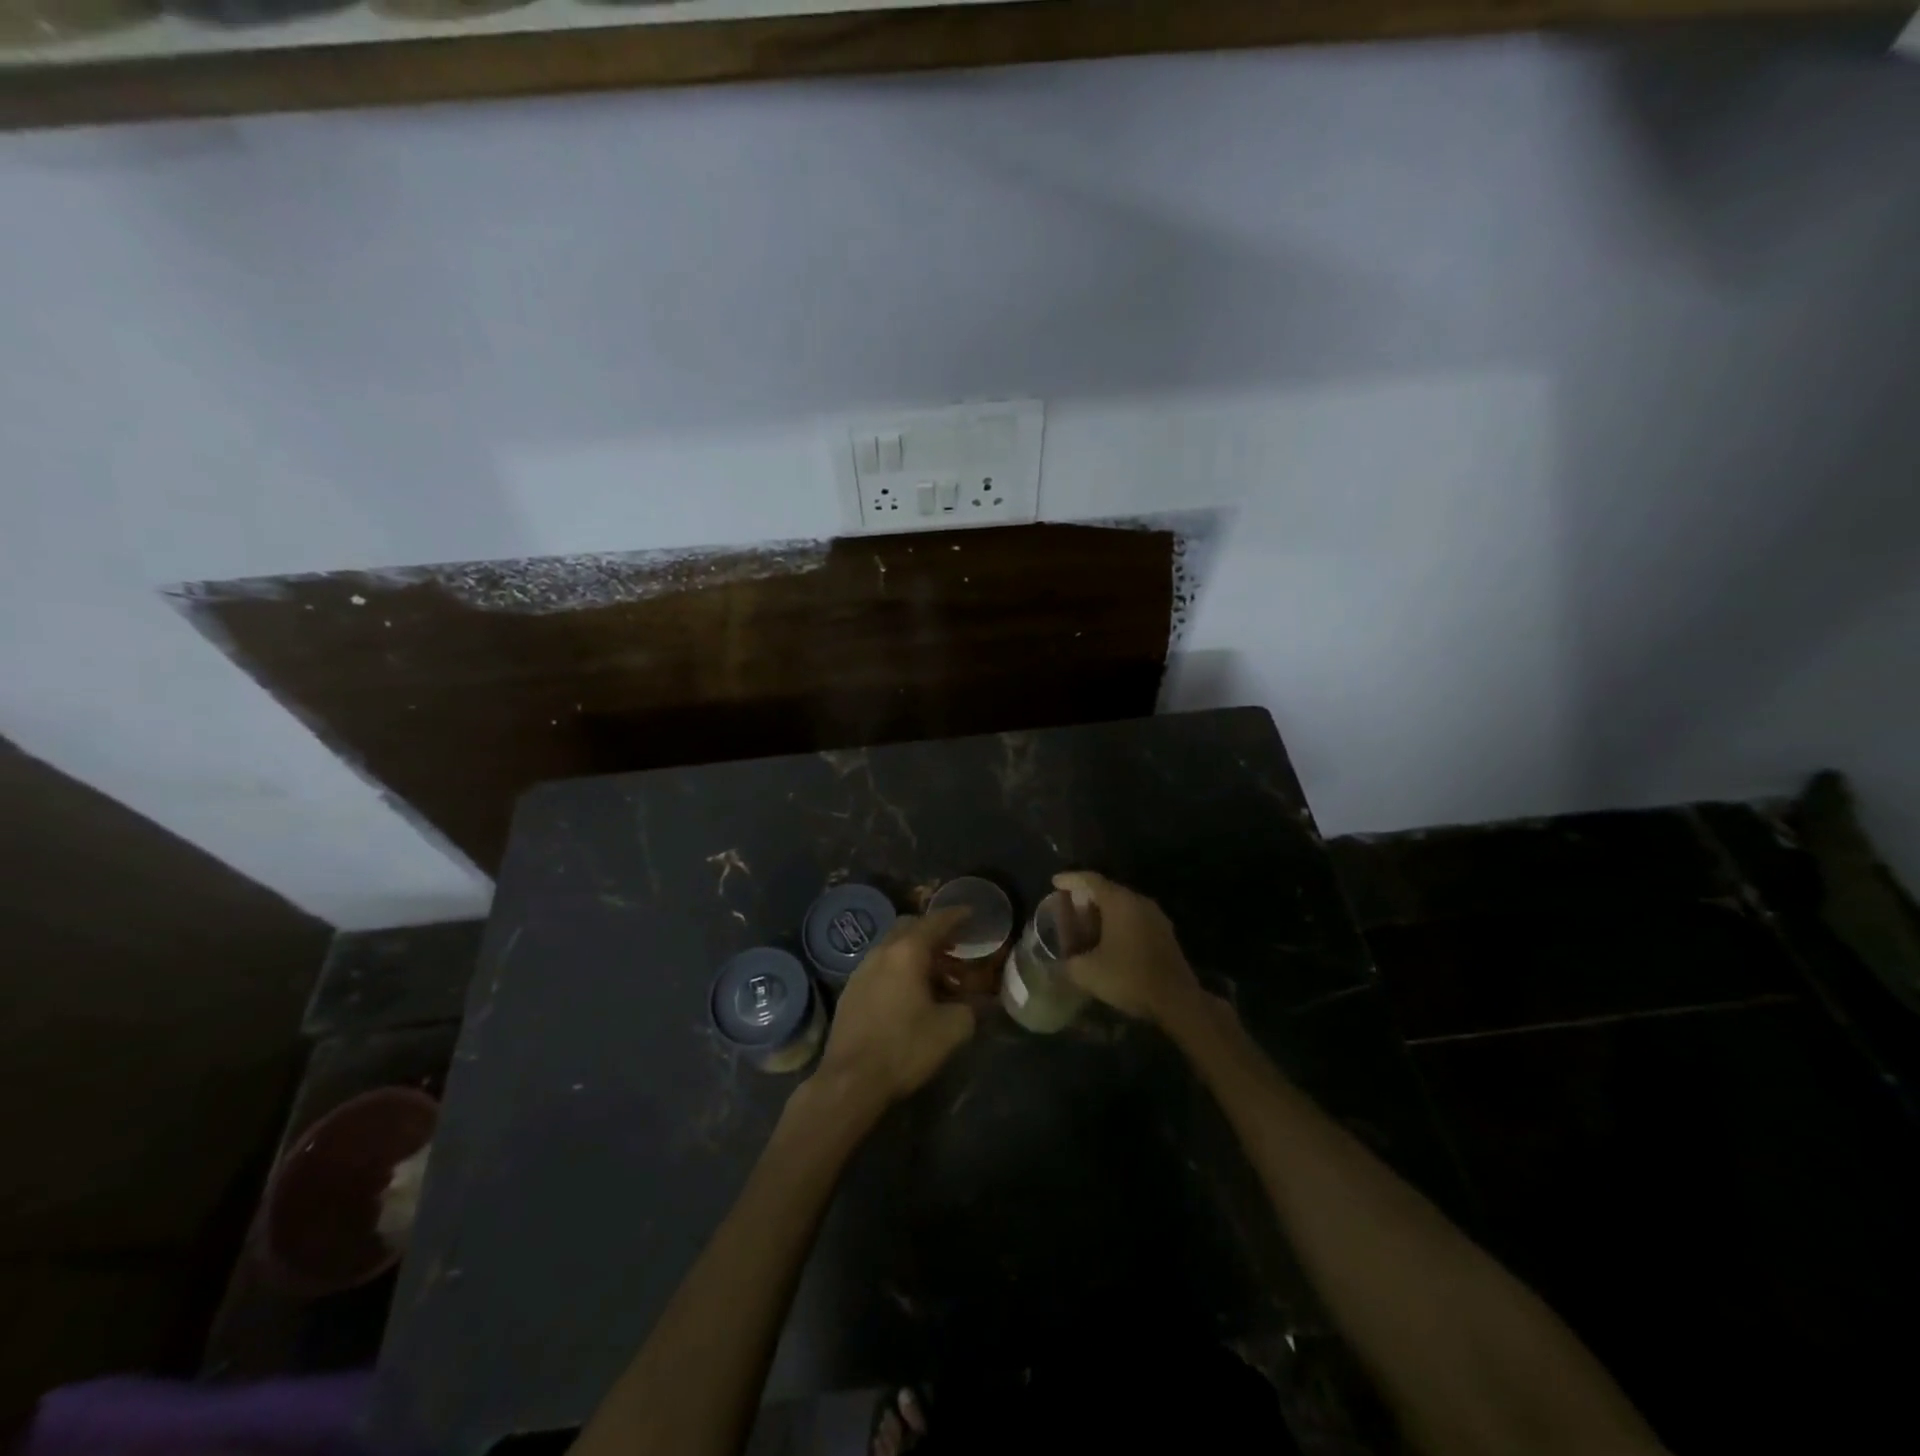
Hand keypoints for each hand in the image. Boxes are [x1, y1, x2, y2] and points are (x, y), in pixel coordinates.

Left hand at [813, 907, 975, 1107]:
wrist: (850, 1080)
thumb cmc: (904, 1047)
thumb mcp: (952, 1029)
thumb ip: (971, 1008)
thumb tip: (976, 1002)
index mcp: (907, 951)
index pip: (936, 922)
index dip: (956, 915)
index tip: (971, 912)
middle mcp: (881, 952)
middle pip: (910, 927)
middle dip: (934, 932)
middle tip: (955, 945)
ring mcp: (861, 970)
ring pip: (893, 948)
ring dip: (915, 953)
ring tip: (936, 974)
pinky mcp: (850, 991)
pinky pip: (881, 967)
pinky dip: (899, 969)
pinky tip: (910, 994)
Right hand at [1052, 871, 1202, 1027]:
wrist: (1176, 1000)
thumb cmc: (1129, 977)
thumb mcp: (1087, 972)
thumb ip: (1068, 960)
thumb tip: (1063, 959)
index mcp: (1119, 902)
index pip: (1090, 880)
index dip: (1070, 879)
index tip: (1055, 882)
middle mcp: (1139, 901)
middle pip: (1108, 890)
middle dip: (1086, 896)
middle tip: (1068, 906)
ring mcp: (1155, 916)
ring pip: (1123, 904)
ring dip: (1103, 911)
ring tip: (1086, 923)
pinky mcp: (1164, 932)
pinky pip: (1134, 917)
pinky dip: (1118, 922)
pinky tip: (1109, 940)